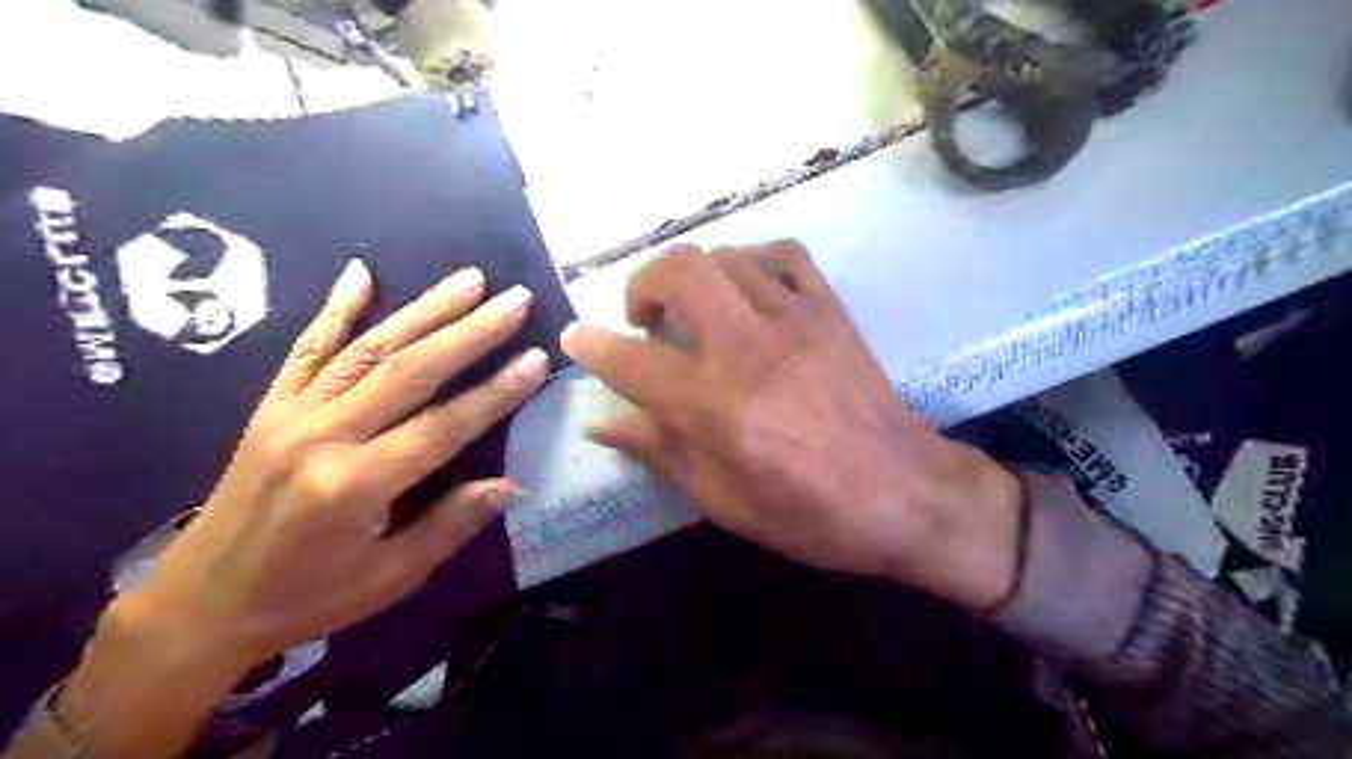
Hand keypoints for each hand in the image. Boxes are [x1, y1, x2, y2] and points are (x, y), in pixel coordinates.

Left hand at [110, 260, 547, 669]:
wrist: (199, 605)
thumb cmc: (307, 598)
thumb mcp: (391, 578)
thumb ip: (450, 526)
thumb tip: (509, 485)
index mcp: (356, 486)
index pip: (443, 426)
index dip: (496, 392)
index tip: (536, 357)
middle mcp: (323, 437)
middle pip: (410, 371)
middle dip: (470, 332)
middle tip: (515, 300)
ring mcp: (292, 414)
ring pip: (369, 347)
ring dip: (424, 309)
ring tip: (470, 279)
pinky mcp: (270, 405)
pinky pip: (306, 347)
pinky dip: (335, 306)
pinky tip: (361, 271)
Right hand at [563, 242, 1026, 611]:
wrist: (904, 492)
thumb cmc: (809, 513)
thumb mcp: (724, 502)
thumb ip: (660, 452)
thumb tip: (603, 424)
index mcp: (715, 405)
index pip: (632, 360)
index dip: (593, 345)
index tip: (576, 337)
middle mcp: (747, 347)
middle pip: (680, 271)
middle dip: (644, 283)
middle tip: (646, 318)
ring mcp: (794, 319)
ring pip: (726, 257)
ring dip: (696, 277)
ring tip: (697, 309)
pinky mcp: (830, 310)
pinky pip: (784, 255)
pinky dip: (752, 261)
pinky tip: (748, 288)